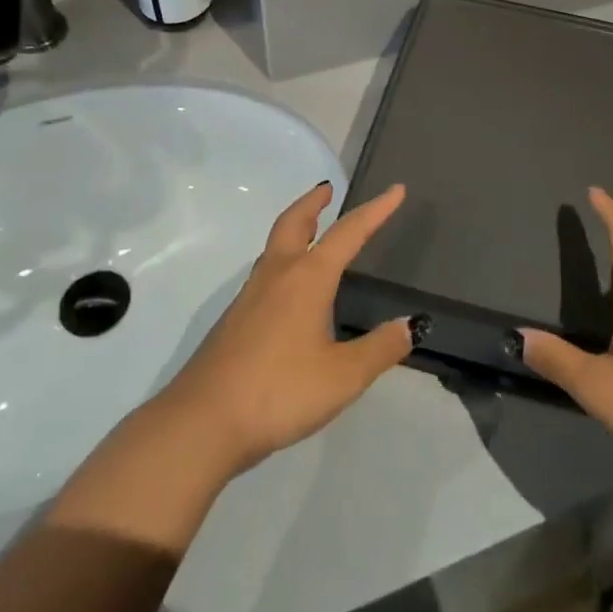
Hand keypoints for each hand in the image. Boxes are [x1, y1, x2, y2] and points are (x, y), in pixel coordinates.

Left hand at [151, 181, 414, 476]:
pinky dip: (283, 260)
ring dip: (296, 228)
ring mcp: (250, 296)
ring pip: (275, 246)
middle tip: (328, 190)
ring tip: (312, 231)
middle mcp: (278, 275)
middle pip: (295, 223)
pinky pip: (266, 273)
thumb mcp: (342, 377)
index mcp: (307, 278)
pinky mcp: (235, 320)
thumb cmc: (279, 392)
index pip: (348, 233)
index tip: (395, 190)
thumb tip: (409, 325)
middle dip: (313, 203)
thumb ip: (379, 349)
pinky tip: (290, 290)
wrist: (202, 422)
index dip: (375, 211)